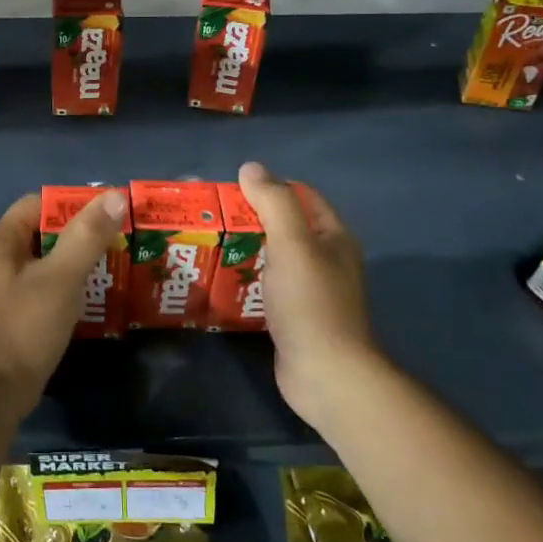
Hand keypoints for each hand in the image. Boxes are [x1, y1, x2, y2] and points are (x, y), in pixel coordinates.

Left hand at [0, 189, 127, 415]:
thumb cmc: (25, 327)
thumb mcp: (61, 278)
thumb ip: (86, 236)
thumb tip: (113, 196)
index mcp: (2, 241)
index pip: (39, 203)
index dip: (73, 202)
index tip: (109, 211)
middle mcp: (0, 259)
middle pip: (45, 231)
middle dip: (82, 231)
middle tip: (121, 237)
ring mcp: (6, 288)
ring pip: (48, 260)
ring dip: (79, 259)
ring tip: (116, 263)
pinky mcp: (17, 314)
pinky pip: (47, 286)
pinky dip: (70, 285)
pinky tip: (96, 294)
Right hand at [237, 161, 379, 435]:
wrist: (325, 373)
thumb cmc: (310, 302)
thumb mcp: (292, 243)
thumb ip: (273, 202)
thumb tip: (251, 167)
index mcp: (333, 237)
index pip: (302, 196)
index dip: (270, 187)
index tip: (231, 190)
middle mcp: (326, 260)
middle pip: (285, 226)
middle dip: (251, 219)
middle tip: (212, 218)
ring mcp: (311, 291)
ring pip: (273, 258)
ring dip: (246, 250)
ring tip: (209, 245)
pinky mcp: (294, 317)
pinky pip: (267, 287)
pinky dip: (246, 279)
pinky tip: (221, 281)